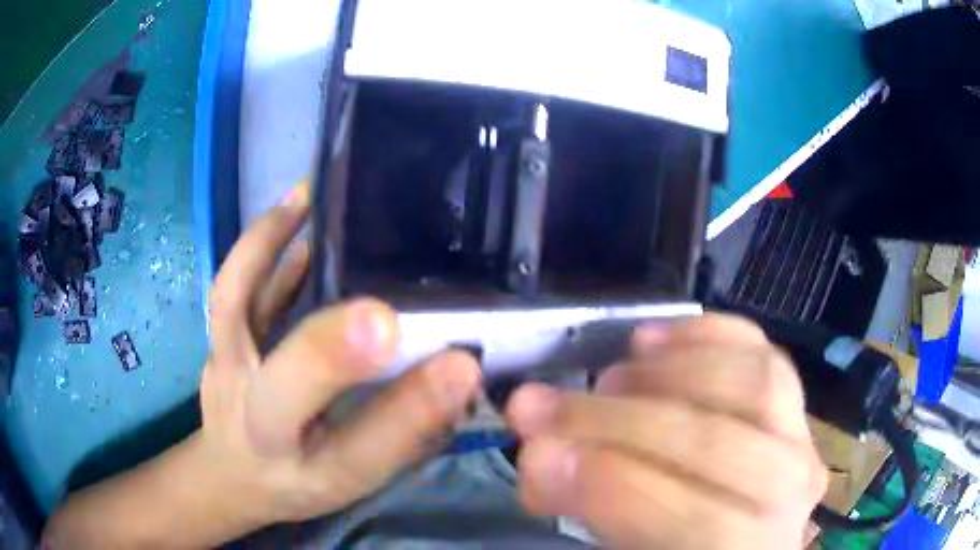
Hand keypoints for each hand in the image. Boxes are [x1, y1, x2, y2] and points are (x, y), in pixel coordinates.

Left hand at [196, 183, 481, 524]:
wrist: (232, 472)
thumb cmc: (299, 481)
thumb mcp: (356, 477)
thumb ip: (404, 431)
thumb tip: (458, 373)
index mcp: (307, 468)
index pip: (361, 449)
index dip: (408, 410)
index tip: (462, 367)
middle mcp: (258, 420)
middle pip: (285, 384)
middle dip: (333, 348)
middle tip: (386, 307)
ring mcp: (227, 370)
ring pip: (233, 308)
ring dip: (269, 247)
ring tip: (312, 196)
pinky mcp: (218, 341)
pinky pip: (233, 288)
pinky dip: (263, 245)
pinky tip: (295, 207)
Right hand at [506, 314, 827, 548]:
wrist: (739, 539)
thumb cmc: (681, 547)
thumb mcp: (631, 549)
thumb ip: (593, 510)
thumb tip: (542, 456)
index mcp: (746, 548)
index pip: (697, 520)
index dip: (615, 486)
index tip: (541, 455)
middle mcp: (789, 494)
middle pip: (718, 444)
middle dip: (617, 421)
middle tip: (542, 408)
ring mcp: (800, 439)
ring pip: (754, 381)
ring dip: (669, 370)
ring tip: (610, 377)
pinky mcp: (794, 404)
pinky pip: (763, 352)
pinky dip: (708, 334)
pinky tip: (655, 341)